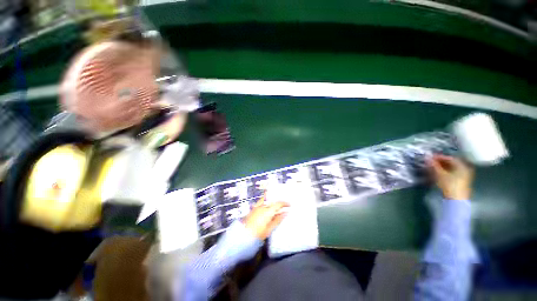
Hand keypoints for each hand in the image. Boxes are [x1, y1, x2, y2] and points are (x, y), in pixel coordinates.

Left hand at [243, 194, 288, 239]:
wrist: (243, 235)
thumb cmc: (258, 233)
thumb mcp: (270, 228)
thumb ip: (278, 220)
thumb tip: (285, 213)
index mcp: (267, 211)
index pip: (278, 204)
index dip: (284, 203)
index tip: (289, 205)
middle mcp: (261, 207)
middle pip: (271, 200)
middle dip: (277, 202)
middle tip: (283, 205)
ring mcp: (255, 208)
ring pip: (264, 201)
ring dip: (270, 201)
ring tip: (275, 206)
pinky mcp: (251, 211)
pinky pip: (259, 204)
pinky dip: (265, 204)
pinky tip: (266, 209)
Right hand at [429, 154, 473, 200]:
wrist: (457, 205)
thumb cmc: (451, 187)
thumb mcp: (441, 175)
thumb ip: (434, 166)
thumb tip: (427, 157)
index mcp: (461, 164)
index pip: (449, 158)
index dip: (439, 158)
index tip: (431, 159)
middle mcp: (464, 169)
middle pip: (451, 165)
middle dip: (441, 165)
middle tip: (432, 166)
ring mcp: (464, 179)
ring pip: (451, 173)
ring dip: (443, 172)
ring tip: (434, 173)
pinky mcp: (461, 188)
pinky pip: (453, 179)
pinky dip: (446, 178)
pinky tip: (439, 180)